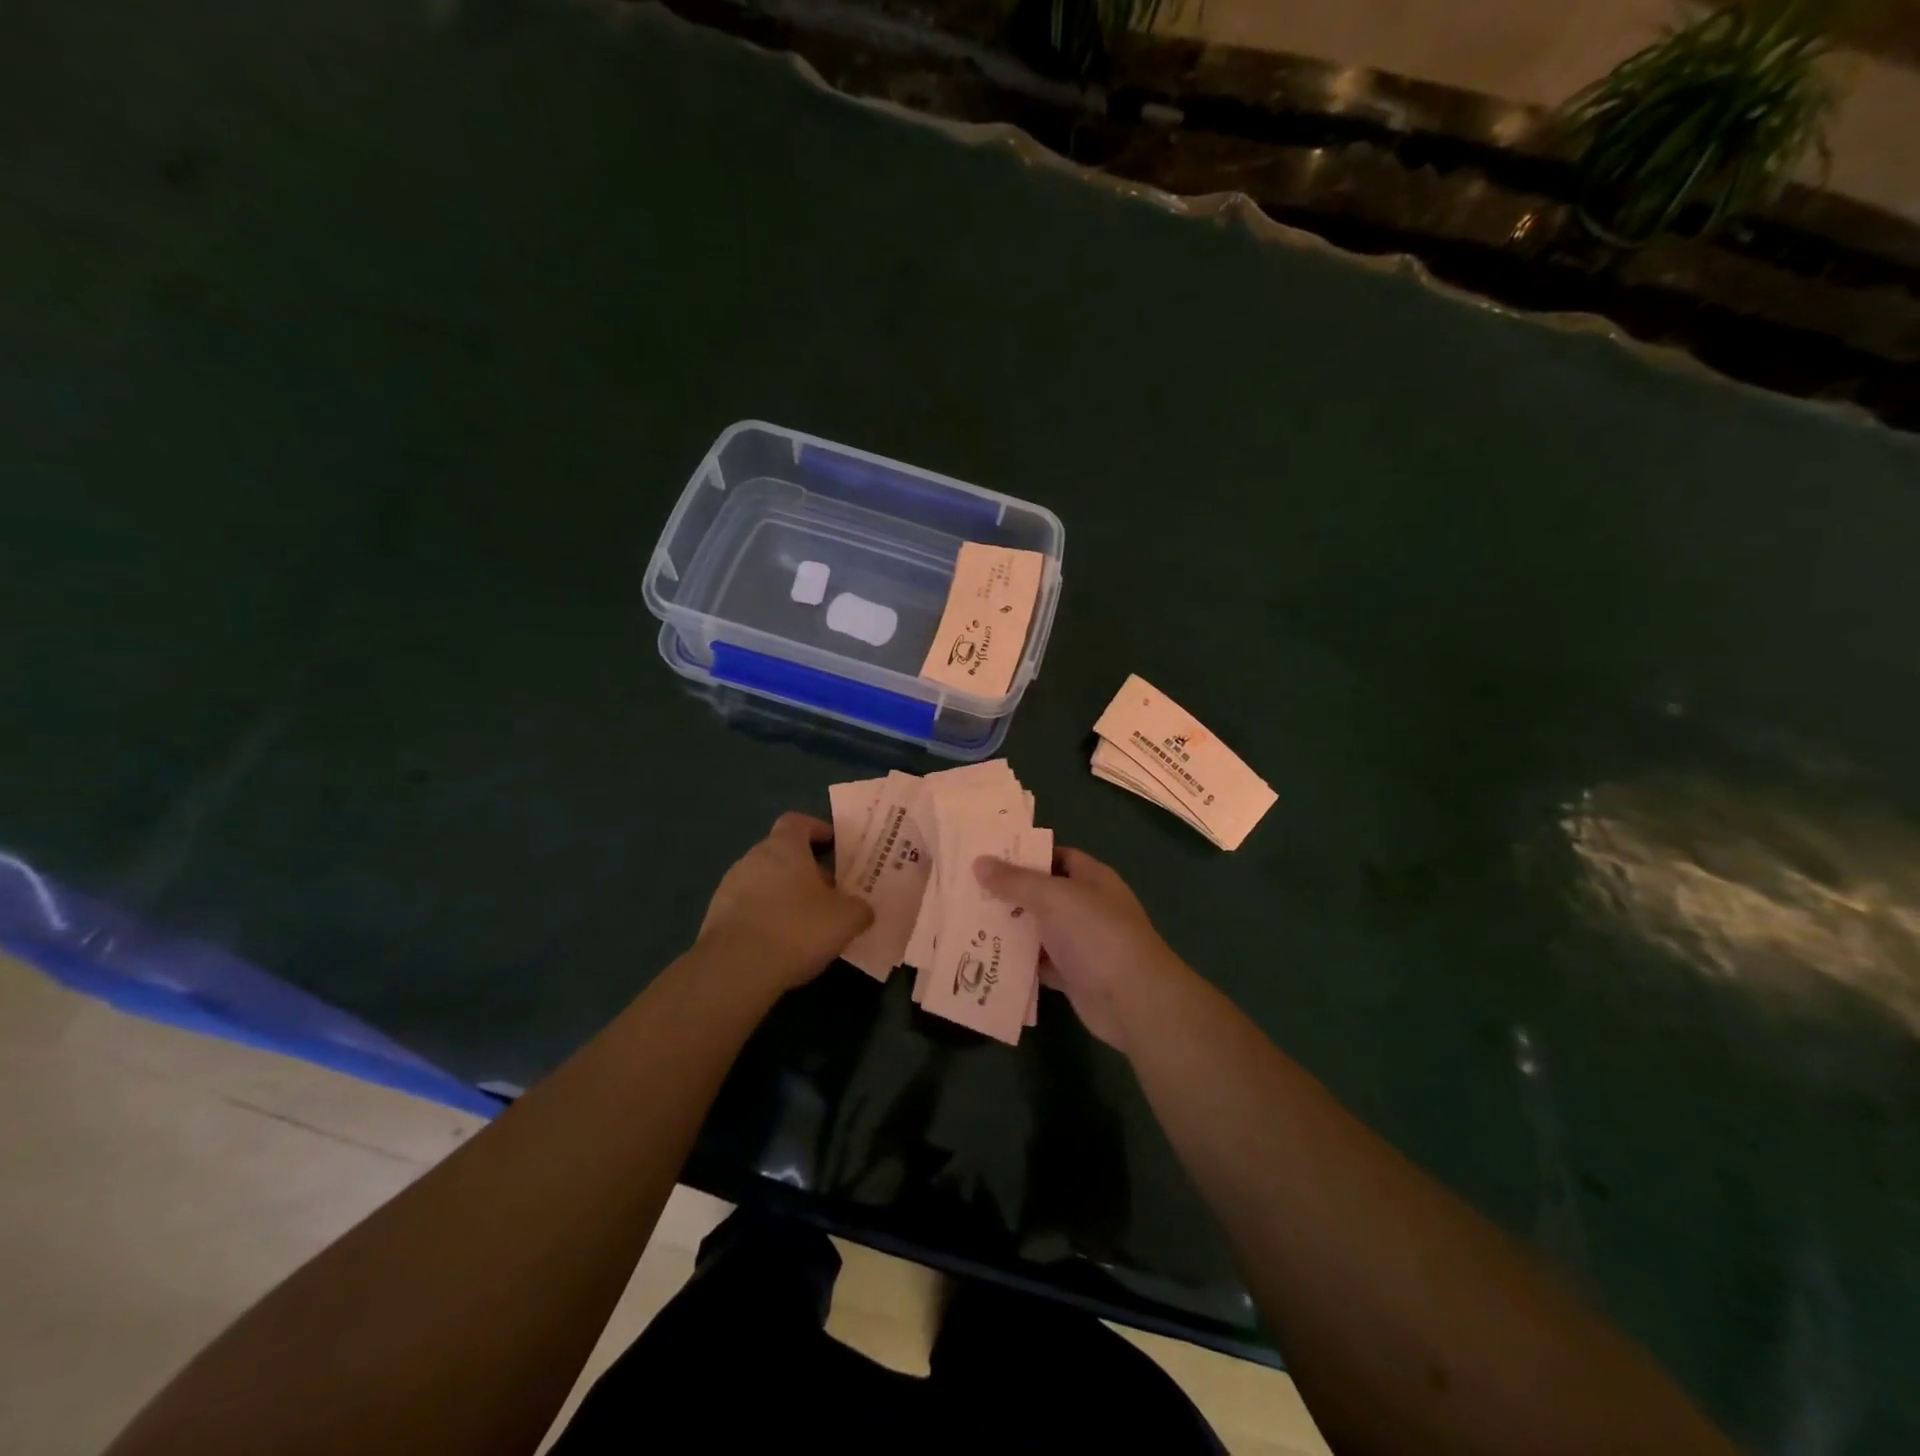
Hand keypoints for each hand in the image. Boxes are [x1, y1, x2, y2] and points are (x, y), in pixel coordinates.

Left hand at [699, 813, 873, 991]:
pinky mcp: (715, 917)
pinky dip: (765, 918)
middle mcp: (753, 858)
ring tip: (805, 922)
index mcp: (784, 847)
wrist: (735, 969)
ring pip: (764, 881)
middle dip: (805, 870)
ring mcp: (729, 887)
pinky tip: (780, 944)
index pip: (798, 822)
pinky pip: (748, 908)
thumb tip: (862, 910)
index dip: (817, 829)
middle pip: (782, 853)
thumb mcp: (846, 919)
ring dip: (784, 895)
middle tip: (828, 894)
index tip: (833, 845)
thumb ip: (859, 909)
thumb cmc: (797, 929)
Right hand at [973, 848, 1187, 1053]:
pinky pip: (1039, 964)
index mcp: (1091, 878)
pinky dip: (1017, 963)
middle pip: (1043, 894)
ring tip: (967, 922)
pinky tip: (986, 958)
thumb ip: (1015, 881)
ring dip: (1010, 929)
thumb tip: (979, 862)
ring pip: (1038, 930)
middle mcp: (1087, 907)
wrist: (1132, 999)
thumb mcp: (1052, 897)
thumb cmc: (1095, 934)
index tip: (990, 856)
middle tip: (968, 890)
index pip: (1057, 856)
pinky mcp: (1073, 975)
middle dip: (1010, 893)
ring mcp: (1081, 943)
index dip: (1026, 855)